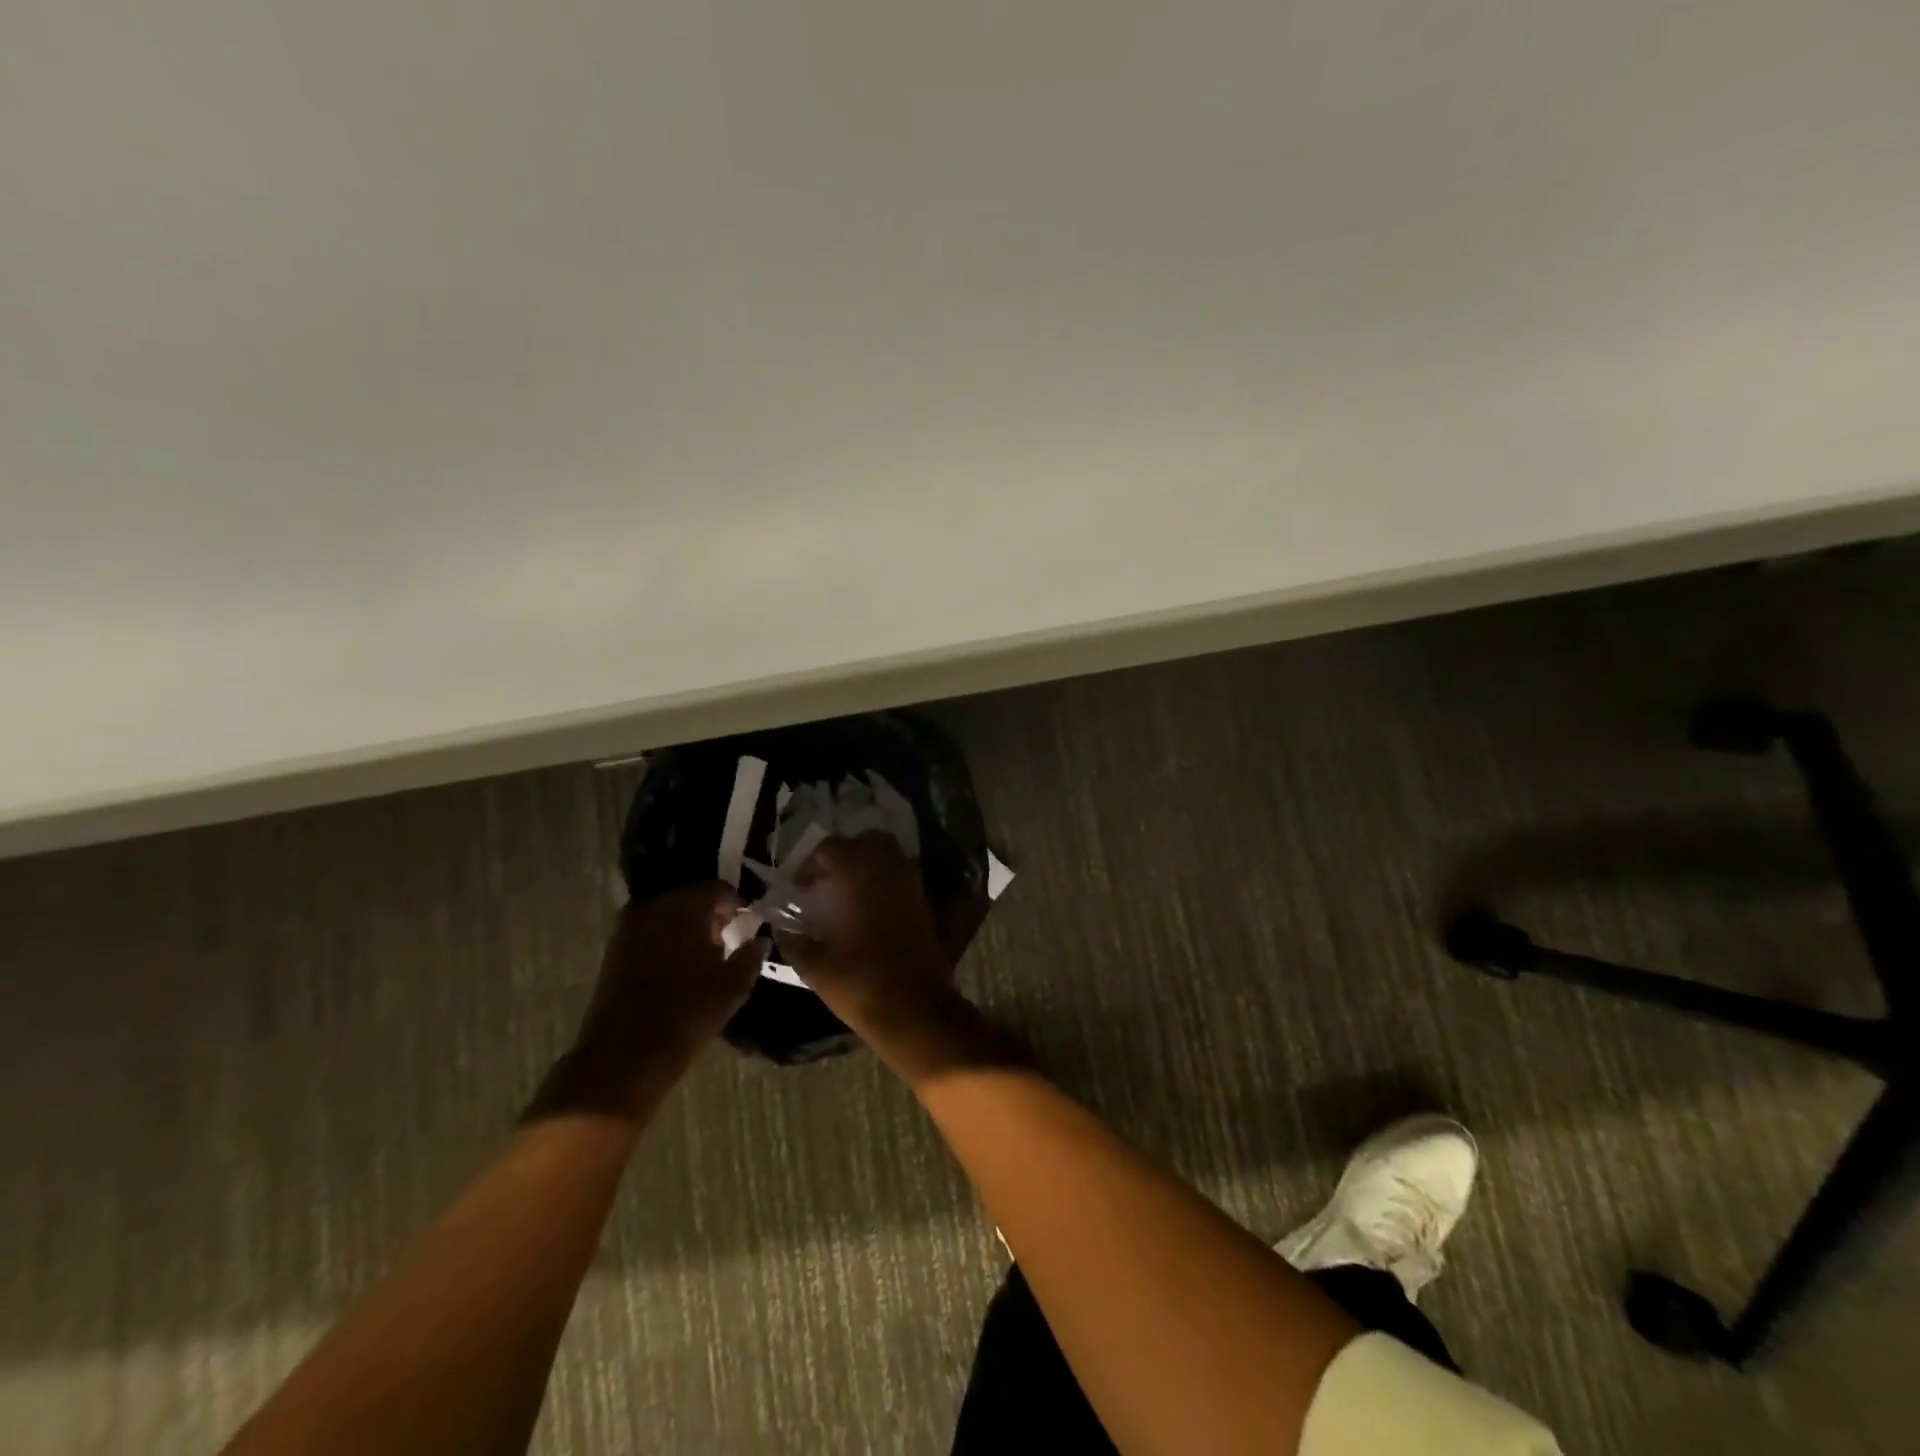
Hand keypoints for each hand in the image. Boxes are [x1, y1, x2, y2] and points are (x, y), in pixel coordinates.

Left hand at [526, 883, 763, 1121]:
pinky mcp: (614, 947)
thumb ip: (751, 955)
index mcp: (687, 906)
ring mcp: (629, 925)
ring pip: (668, 913)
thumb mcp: (733, 987)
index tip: (745, 929)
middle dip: (711, 916)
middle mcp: (656, 905)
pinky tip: (676, 969)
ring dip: (686, 928)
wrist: (623, 1057)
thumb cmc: (687, 1015)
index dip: (737, 907)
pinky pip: (649, 930)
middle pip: (691, 897)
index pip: (720, 889)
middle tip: (726, 944)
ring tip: (701, 959)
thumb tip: (759, 939)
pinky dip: (665, 940)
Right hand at [775, 833, 955, 1032]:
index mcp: (857, 874)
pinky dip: (884, 880)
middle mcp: (887, 868)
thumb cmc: (860, 983)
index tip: (798, 890)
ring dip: (866, 864)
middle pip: (864, 841)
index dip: (810, 866)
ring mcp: (910, 882)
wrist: (915, 1007)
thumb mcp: (814, 966)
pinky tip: (868, 908)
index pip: (830, 849)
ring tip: (846, 893)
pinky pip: (901, 874)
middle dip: (843, 855)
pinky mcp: (923, 900)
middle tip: (825, 883)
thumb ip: (793, 940)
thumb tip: (782, 927)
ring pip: (888, 853)